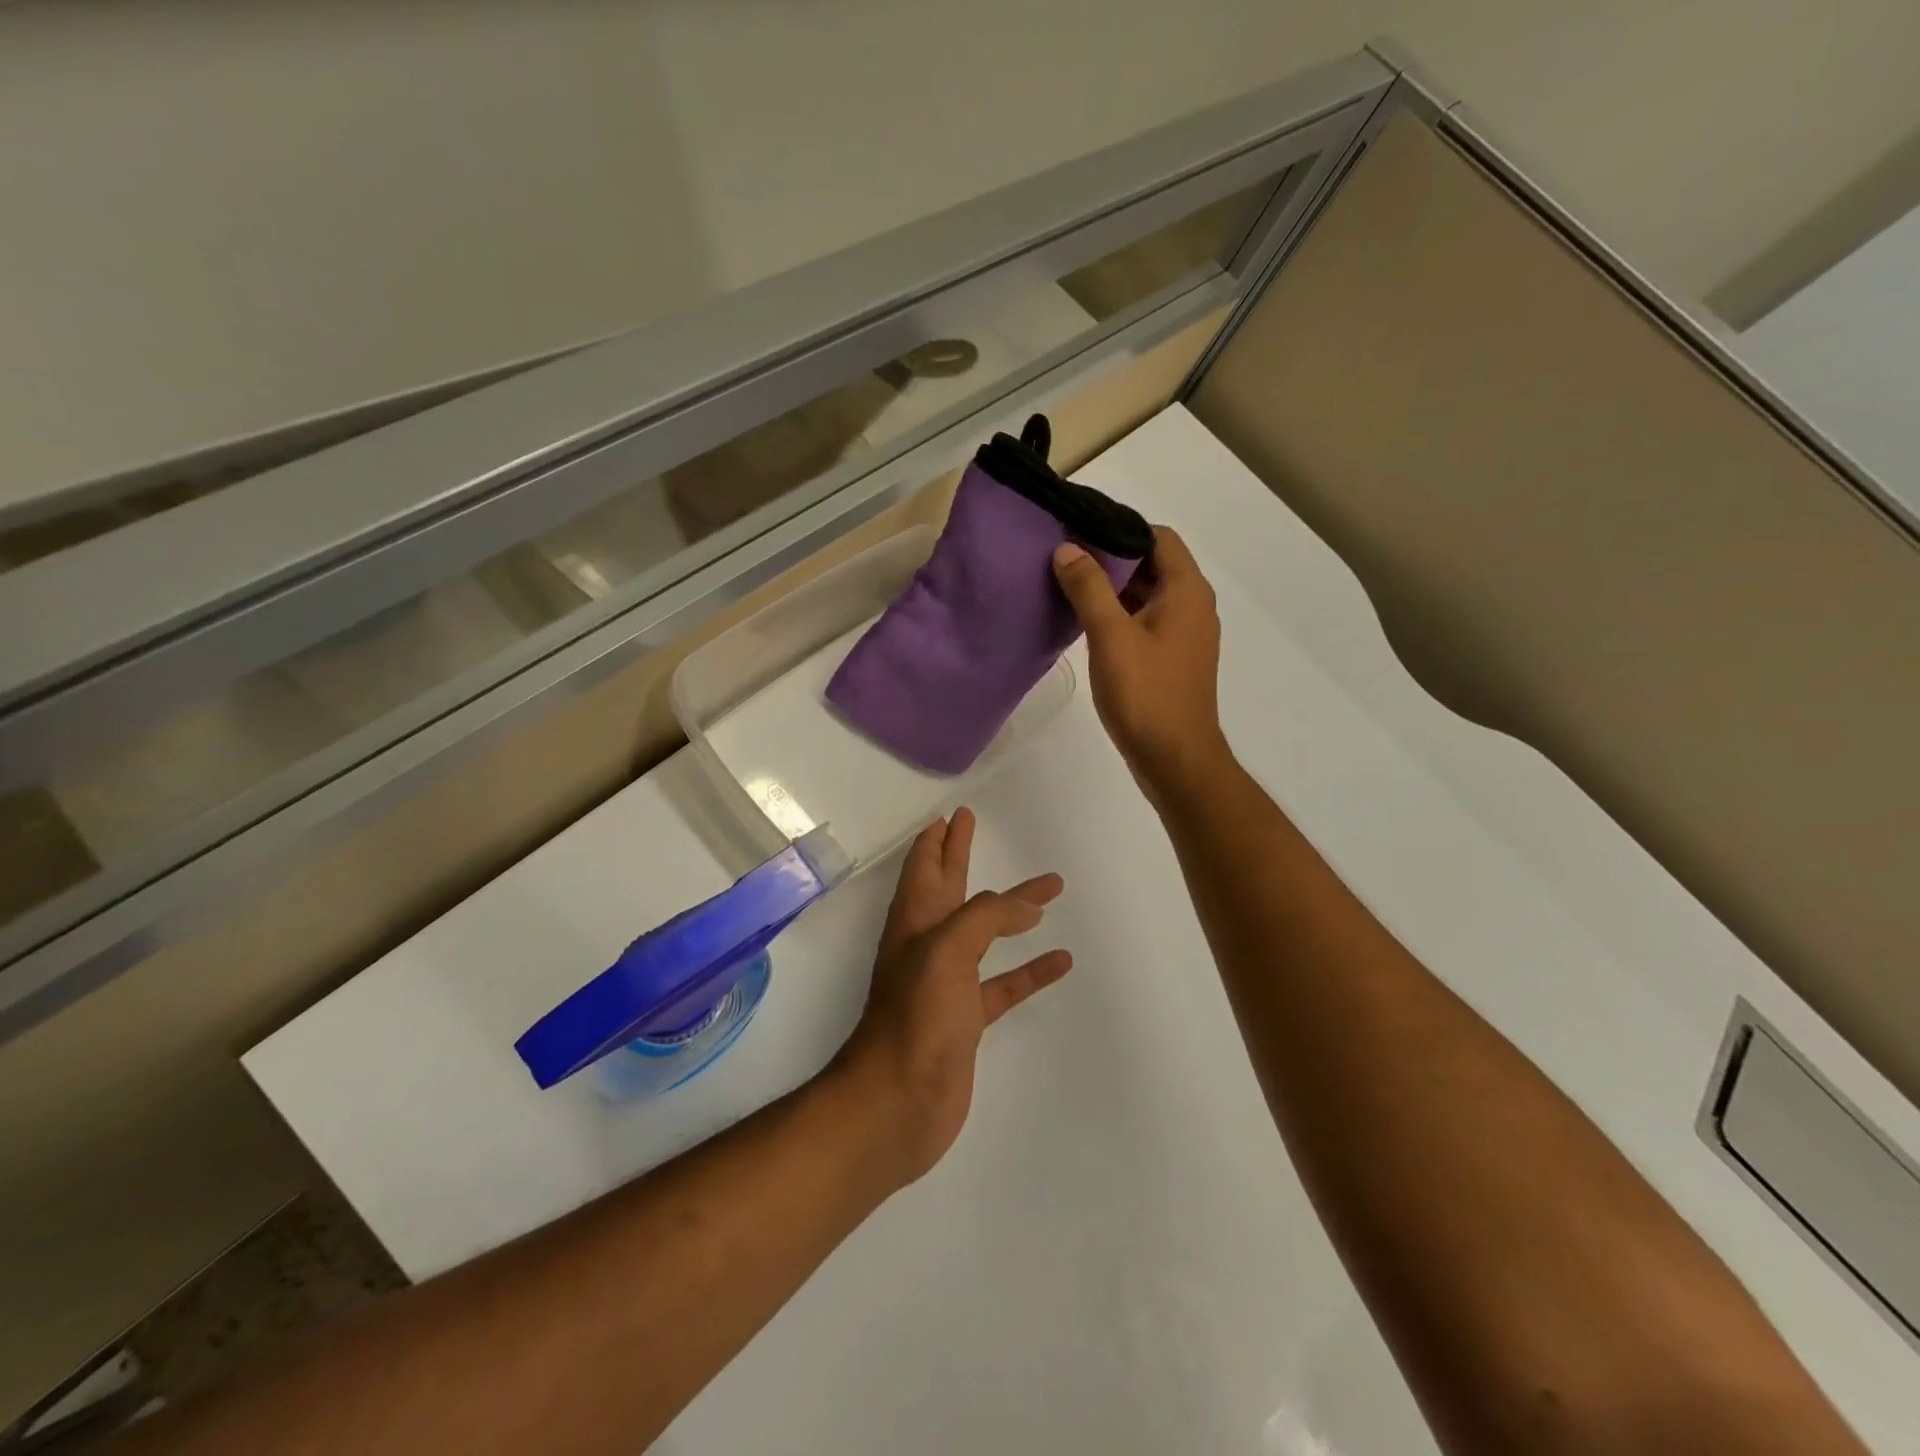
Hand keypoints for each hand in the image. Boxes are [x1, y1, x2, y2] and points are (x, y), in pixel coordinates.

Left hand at [832, 809, 1070, 1184]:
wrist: (897, 1104)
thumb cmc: (916, 1018)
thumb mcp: (946, 950)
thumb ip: (985, 917)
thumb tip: (1026, 905)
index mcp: (914, 923)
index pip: (925, 869)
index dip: (936, 841)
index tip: (950, 815)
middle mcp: (928, 946)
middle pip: (949, 889)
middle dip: (960, 855)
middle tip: (973, 824)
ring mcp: (948, 984)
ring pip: (983, 934)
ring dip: (1010, 910)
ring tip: (1047, 889)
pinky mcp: (968, 1020)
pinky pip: (1005, 984)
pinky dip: (1030, 970)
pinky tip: (1060, 960)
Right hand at [1053, 525, 1228, 796]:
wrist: (1175, 759)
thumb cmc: (1146, 695)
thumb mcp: (1111, 636)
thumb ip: (1089, 588)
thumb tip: (1068, 549)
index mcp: (1187, 591)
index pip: (1158, 536)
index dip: (1120, 528)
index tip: (1079, 532)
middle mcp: (1192, 605)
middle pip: (1153, 563)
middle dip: (1111, 557)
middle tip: (1065, 558)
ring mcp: (1184, 634)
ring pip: (1147, 594)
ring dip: (1112, 588)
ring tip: (1068, 586)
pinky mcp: (1172, 658)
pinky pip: (1145, 621)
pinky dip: (1119, 614)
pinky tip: (1085, 623)